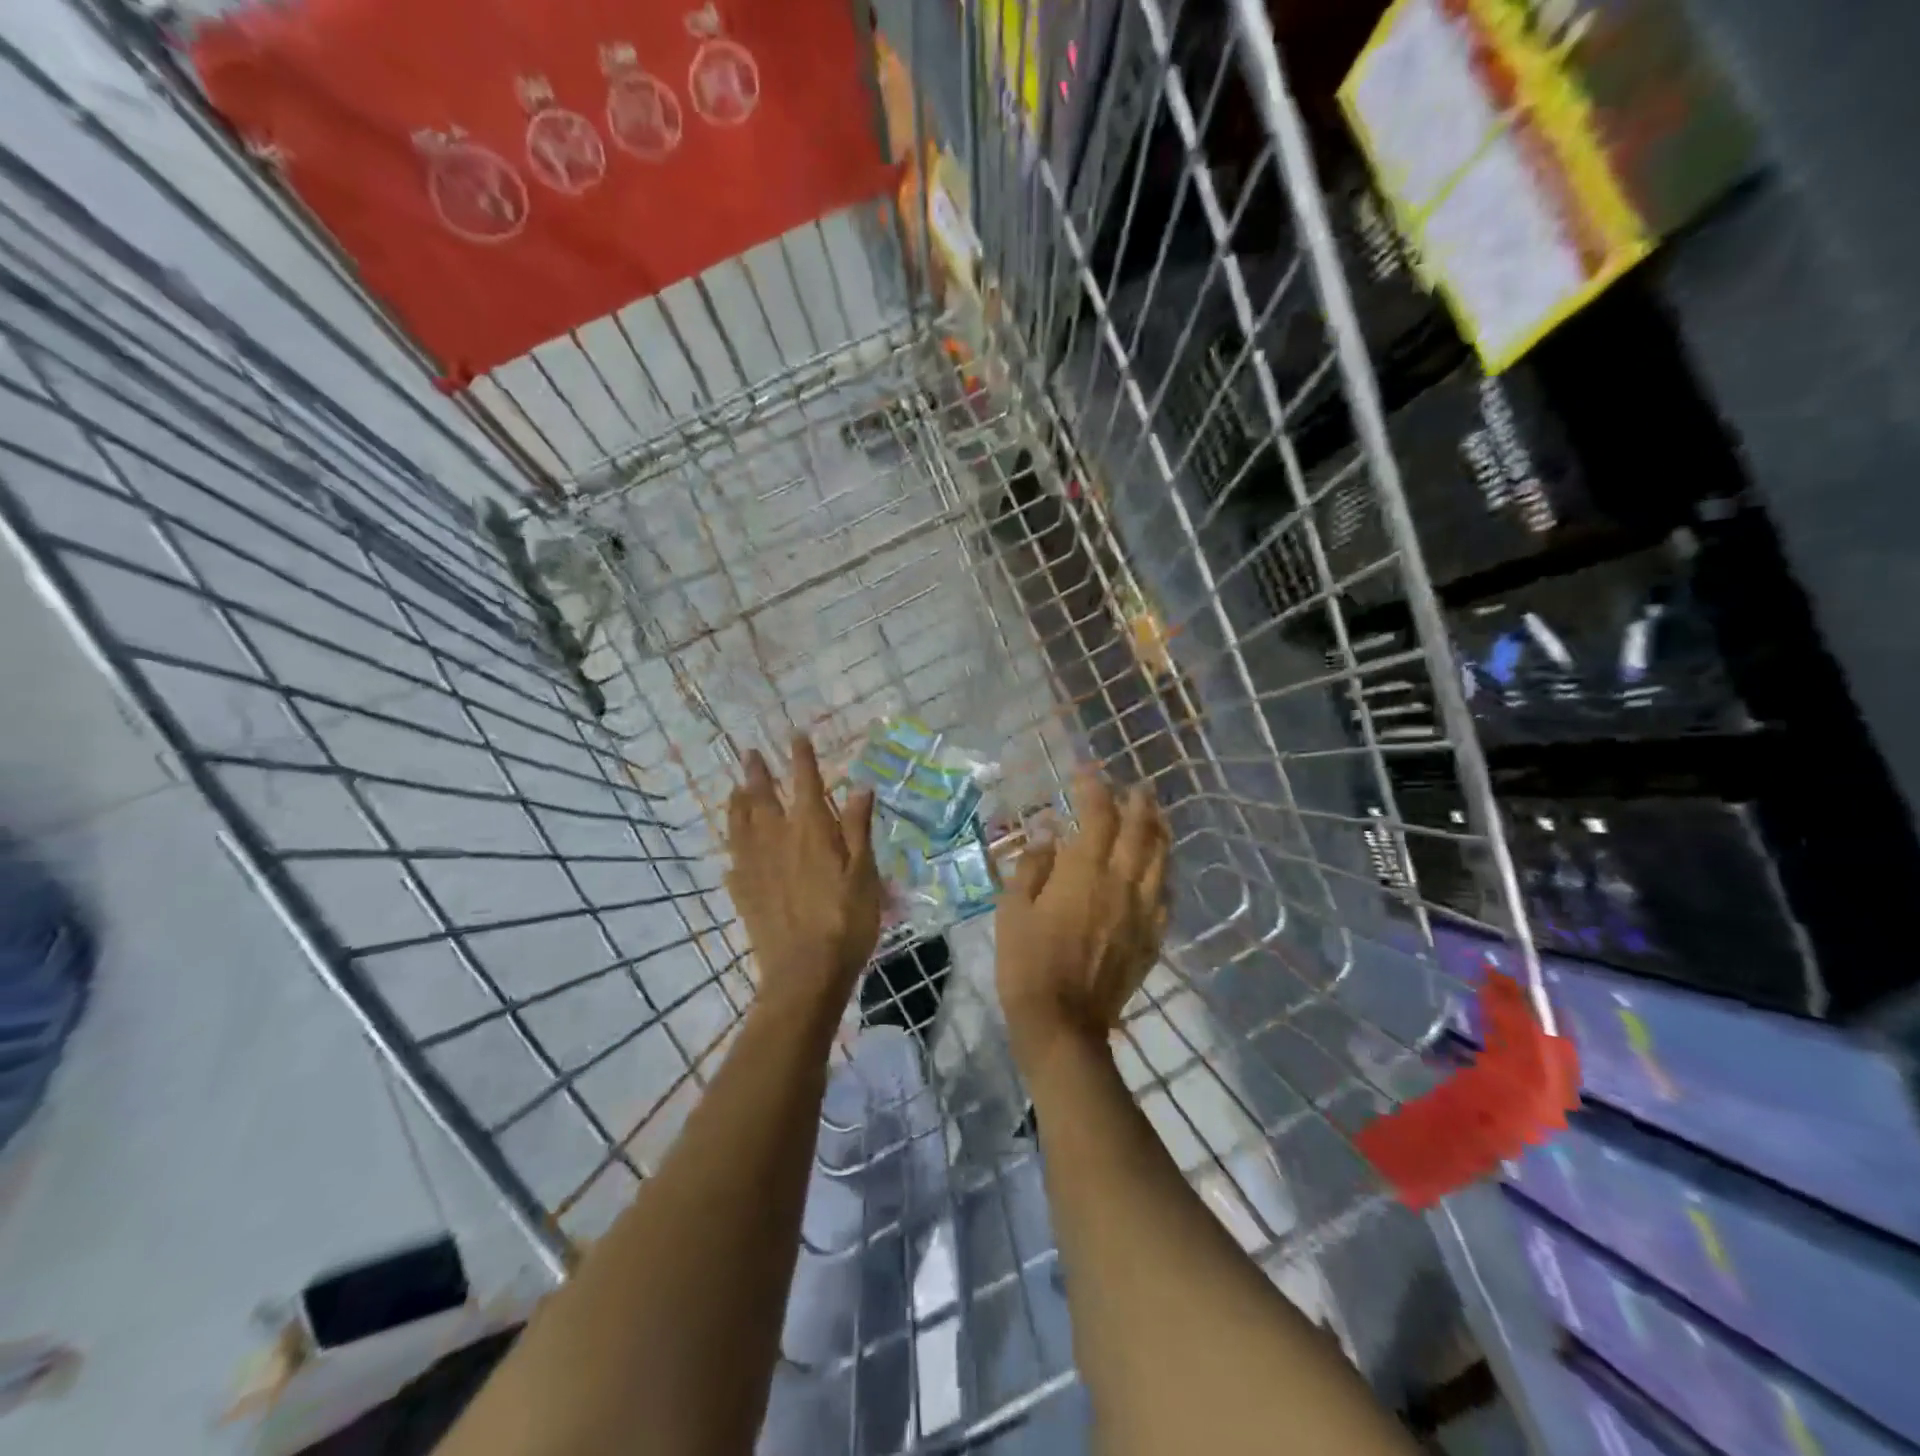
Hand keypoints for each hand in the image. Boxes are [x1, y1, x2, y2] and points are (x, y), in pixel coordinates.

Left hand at [726, 734, 881, 1014]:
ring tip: (736, 789)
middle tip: (749, 754)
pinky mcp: (743, 892)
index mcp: (811, 830)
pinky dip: (733, 845)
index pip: (806, 783)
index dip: (801, 758)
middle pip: (762, 798)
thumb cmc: (846, 921)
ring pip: (740, 824)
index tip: (795, 736)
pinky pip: (733, 858)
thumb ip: (859, 828)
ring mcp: (755, 866)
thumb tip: (859, 786)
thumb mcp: (865, 873)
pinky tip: (734, 847)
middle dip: (757, 772)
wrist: (805, 972)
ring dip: (738, 802)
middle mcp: (777, 839)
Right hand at [997, 769, 1169, 1069]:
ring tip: (1156, 815)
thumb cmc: (1027, 964)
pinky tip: (1161, 867)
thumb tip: (1047, 836)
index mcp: (1084, 872)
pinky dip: (1165, 871)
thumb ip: (1032, 867)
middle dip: (1139, 802)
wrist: (1062, 1024)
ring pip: (1161, 860)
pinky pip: (1166, 894)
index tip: (1087, 770)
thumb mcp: (1012, 910)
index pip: (1097, 815)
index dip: (1094, 787)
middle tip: (1138, 785)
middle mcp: (1121, 884)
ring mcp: (1142, 911)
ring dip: (1160, 831)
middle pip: (1140, 831)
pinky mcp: (1151, 937)